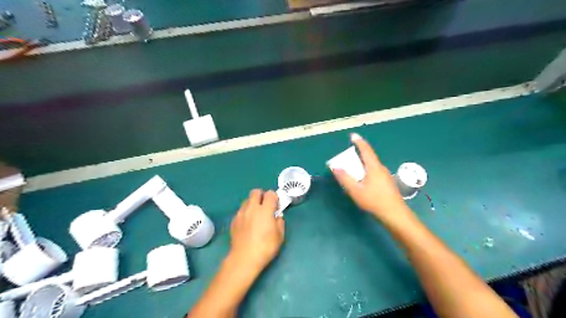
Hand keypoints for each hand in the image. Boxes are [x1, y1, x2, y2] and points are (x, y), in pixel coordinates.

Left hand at [229, 189, 285, 272]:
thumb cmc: (265, 247)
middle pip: (255, 192)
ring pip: (246, 200)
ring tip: (256, 214)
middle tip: (265, 206)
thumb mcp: (280, 236)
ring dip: (252, 203)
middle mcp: (252, 208)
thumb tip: (277, 216)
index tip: (276, 205)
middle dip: (261, 196)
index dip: (274, 197)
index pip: (270, 193)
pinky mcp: (234, 220)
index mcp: (265, 210)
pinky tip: (248, 224)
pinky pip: (241, 211)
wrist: (244, 258)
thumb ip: (280, 222)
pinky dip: (245, 213)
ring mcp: (241, 213)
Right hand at [330, 133, 414, 224]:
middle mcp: (381, 169)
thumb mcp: (356, 191)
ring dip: (362, 164)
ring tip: (353, 170)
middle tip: (348, 156)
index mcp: (374, 167)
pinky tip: (363, 181)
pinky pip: (375, 172)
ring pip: (372, 166)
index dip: (359, 142)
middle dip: (358, 154)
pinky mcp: (387, 183)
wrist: (395, 215)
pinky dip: (366, 171)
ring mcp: (386, 176)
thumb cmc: (375, 201)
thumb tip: (335, 167)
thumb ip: (345, 178)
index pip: (366, 150)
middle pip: (369, 157)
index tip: (353, 135)